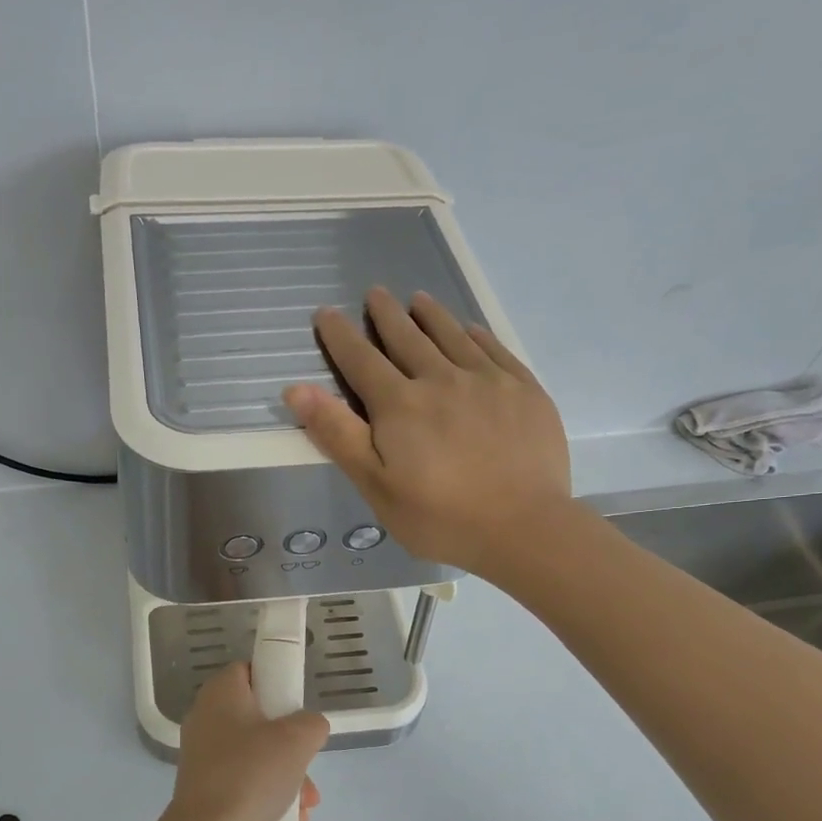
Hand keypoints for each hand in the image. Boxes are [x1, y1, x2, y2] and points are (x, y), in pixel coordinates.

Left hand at [161, 663, 326, 820]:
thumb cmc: (251, 774)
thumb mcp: (297, 740)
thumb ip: (312, 724)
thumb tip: (308, 729)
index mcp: (220, 694)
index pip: (249, 670)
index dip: (276, 680)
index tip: (298, 704)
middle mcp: (206, 719)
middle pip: (259, 717)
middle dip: (291, 743)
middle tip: (307, 759)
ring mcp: (204, 756)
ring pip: (256, 754)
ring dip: (287, 775)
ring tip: (307, 802)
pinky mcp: (206, 788)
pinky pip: (245, 781)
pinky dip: (268, 795)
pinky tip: (290, 818)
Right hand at [284, 287, 572, 575]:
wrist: (524, 527)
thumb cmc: (440, 516)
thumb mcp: (375, 486)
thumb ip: (338, 435)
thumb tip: (297, 389)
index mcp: (400, 404)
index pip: (361, 359)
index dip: (339, 335)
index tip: (326, 313)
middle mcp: (441, 379)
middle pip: (407, 337)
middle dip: (386, 313)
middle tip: (375, 293)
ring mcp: (487, 380)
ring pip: (452, 334)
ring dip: (430, 314)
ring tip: (418, 299)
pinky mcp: (523, 389)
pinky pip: (493, 348)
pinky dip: (475, 333)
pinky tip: (469, 329)